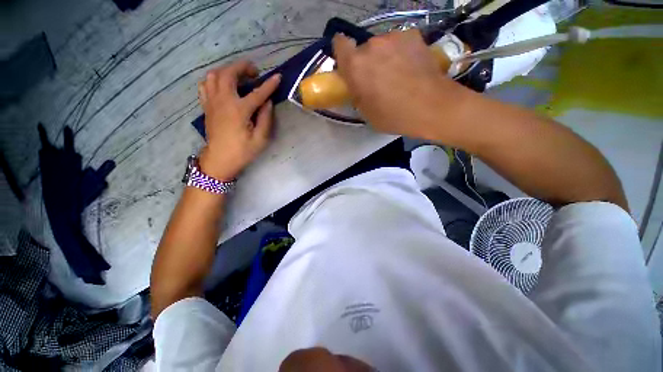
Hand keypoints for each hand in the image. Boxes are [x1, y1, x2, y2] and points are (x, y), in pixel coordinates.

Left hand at [197, 61, 280, 180]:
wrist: (219, 160)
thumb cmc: (242, 151)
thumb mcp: (260, 139)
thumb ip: (265, 118)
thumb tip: (268, 102)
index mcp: (239, 110)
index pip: (257, 93)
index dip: (269, 84)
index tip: (278, 76)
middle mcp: (223, 101)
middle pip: (229, 73)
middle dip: (242, 67)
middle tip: (254, 72)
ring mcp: (212, 102)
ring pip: (214, 75)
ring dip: (227, 70)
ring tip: (239, 76)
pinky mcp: (206, 105)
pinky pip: (205, 84)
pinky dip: (214, 79)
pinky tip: (223, 85)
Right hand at [333, 30, 467, 140]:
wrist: (432, 107)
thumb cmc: (394, 116)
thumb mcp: (366, 113)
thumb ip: (356, 93)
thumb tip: (357, 84)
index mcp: (355, 66)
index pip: (339, 44)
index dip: (342, 53)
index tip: (349, 66)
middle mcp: (372, 45)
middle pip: (363, 49)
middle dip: (367, 63)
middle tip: (377, 80)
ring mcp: (394, 38)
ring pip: (382, 46)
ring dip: (384, 57)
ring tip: (397, 75)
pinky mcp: (413, 36)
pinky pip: (399, 43)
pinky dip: (401, 53)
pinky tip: (411, 68)